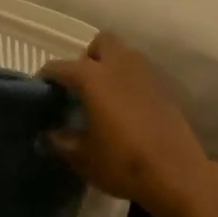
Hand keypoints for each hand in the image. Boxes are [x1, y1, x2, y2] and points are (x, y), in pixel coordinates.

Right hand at [42, 34, 211, 213]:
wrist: (177, 173)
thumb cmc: (123, 163)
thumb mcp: (83, 158)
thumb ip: (61, 141)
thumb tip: (47, 134)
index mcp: (94, 77)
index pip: (61, 67)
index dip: (47, 76)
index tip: (40, 89)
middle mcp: (120, 65)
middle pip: (100, 43)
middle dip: (88, 57)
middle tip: (81, 85)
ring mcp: (146, 73)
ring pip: (124, 54)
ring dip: (111, 66)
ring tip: (104, 95)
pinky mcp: (165, 86)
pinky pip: (141, 72)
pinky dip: (130, 81)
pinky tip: (128, 107)